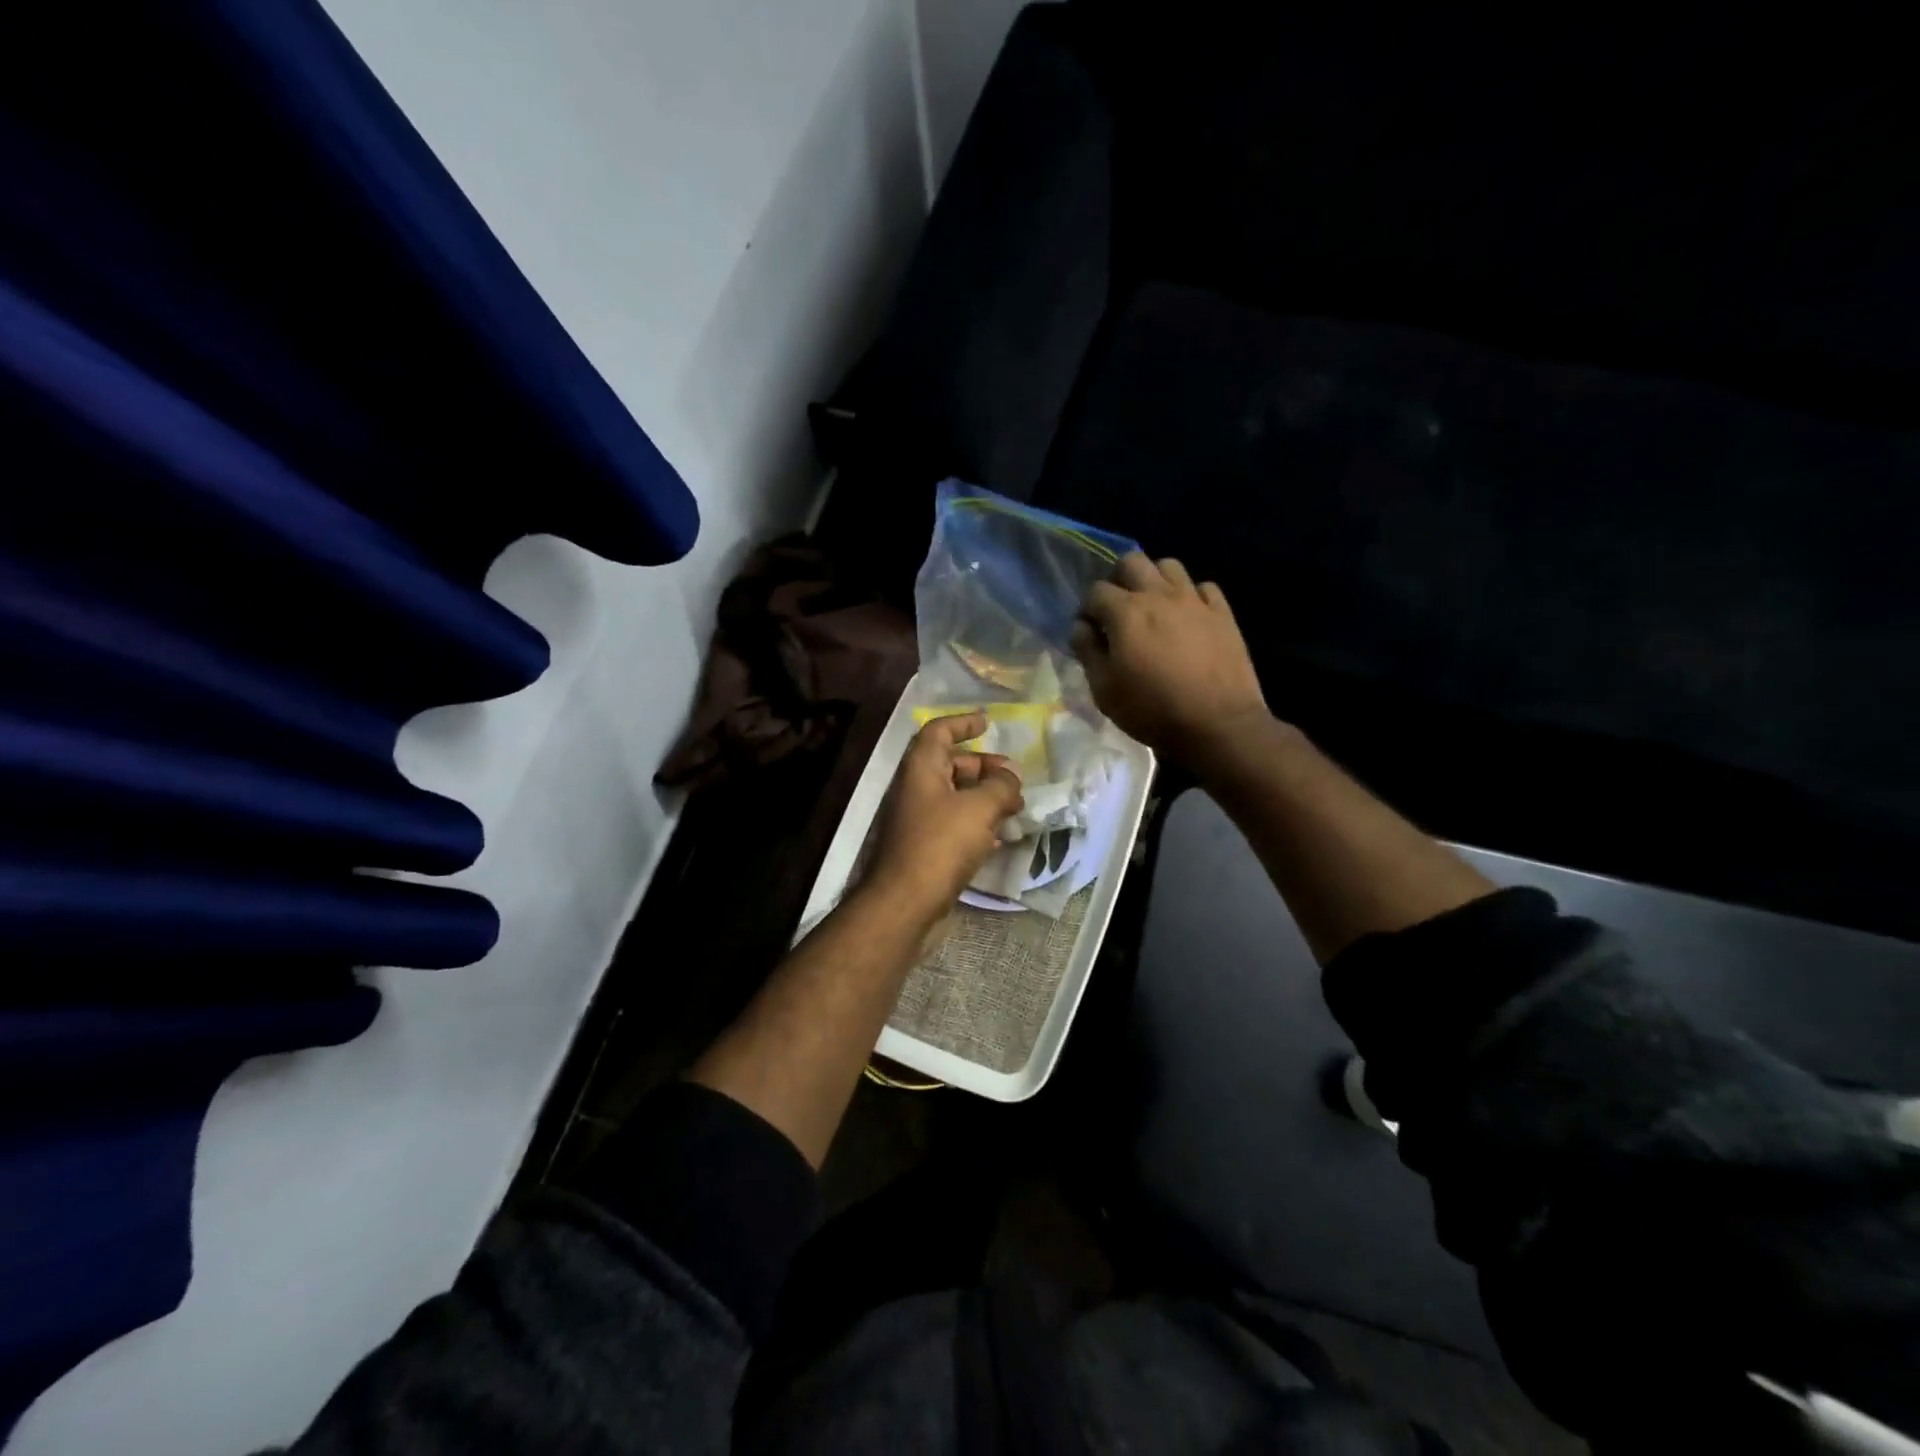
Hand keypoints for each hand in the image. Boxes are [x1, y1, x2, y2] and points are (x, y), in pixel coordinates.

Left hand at [863, 712, 1024, 916]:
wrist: (906, 903)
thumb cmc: (941, 844)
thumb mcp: (979, 808)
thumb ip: (1000, 787)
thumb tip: (1010, 778)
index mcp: (922, 769)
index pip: (938, 731)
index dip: (962, 723)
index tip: (988, 723)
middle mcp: (917, 789)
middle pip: (951, 764)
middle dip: (984, 767)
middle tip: (1013, 779)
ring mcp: (919, 820)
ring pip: (955, 796)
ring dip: (985, 797)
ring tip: (1015, 808)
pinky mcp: (926, 848)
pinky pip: (955, 824)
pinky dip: (977, 823)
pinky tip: (999, 837)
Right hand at [1071, 554, 1273, 767]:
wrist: (1218, 725)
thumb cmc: (1152, 710)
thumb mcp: (1104, 690)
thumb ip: (1088, 652)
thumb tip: (1082, 628)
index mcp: (1126, 612)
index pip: (1096, 591)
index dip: (1088, 610)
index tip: (1090, 632)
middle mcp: (1159, 595)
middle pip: (1132, 562)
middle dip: (1119, 580)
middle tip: (1119, 610)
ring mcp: (1195, 601)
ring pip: (1169, 566)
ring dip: (1155, 580)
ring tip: (1153, 608)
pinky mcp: (1223, 613)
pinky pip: (1203, 588)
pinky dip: (1191, 596)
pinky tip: (1188, 617)